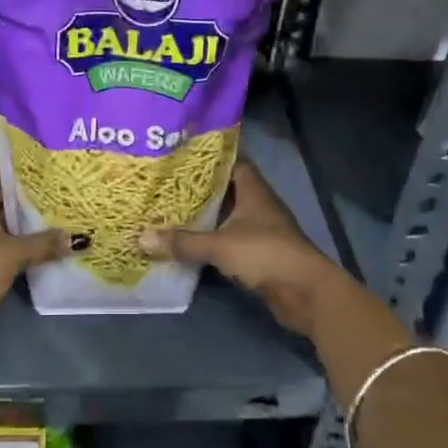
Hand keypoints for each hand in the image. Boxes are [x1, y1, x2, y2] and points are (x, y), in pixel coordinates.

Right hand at [139, 161, 348, 336]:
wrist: (305, 292)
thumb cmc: (265, 254)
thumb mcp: (219, 245)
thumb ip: (183, 241)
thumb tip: (141, 237)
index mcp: (254, 190)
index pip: (232, 162)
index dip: (210, 158)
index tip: (183, 155)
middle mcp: (259, 205)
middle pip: (228, 189)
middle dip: (201, 188)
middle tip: (168, 183)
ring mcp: (262, 230)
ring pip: (229, 216)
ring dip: (207, 216)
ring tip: (172, 210)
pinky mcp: (261, 254)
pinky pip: (231, 240)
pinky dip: (214, 240)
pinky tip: (191, 242)